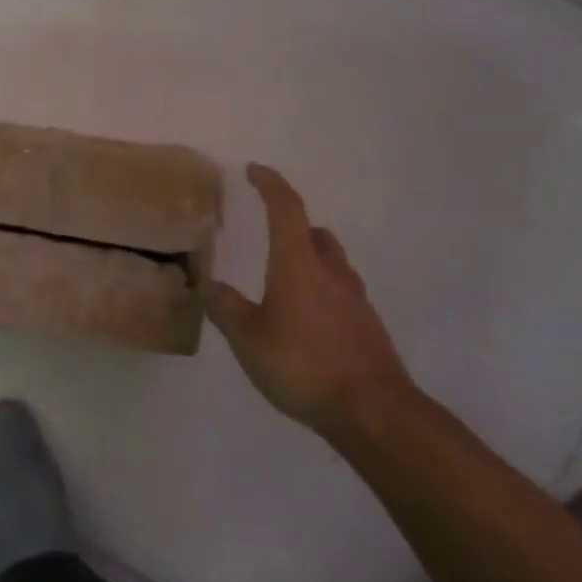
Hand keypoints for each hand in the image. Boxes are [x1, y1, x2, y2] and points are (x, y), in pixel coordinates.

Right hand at [203, 163, 412, 436]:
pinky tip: (307, 320)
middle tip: (268, 236)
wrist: (373, 411)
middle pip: (314, 232)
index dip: (270, 184)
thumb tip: (208, 284)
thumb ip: (226, 308)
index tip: (254, 170)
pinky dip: (322, 290)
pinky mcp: (368, 324)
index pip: (285, 209)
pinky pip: (341, 291)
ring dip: (309, 257)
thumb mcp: (249, 339)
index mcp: (298, 264)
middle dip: (291, 225)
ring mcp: (355, 298)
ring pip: (331, 261)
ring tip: (285, 282)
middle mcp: (330, 272)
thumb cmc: (303, 365)